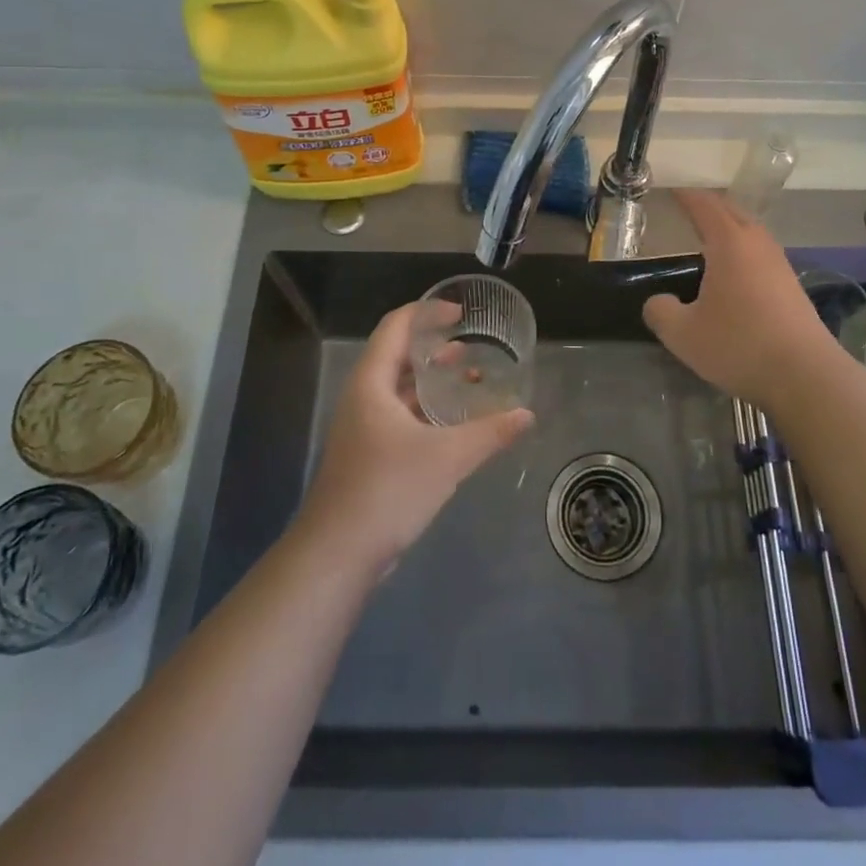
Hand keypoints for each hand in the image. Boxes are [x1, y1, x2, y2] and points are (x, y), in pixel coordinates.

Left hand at [297, 302, 533, 573]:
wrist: (337, 554)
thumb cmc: (387, 490)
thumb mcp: (447, 458)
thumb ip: (489, 433)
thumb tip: (527, 415)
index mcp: (372, 383)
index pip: (396, 327)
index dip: (426, 311)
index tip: (460, 312)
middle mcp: (363, 398)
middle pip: (397, 355)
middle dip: (434, 346)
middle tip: (470, 344)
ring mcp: (363, 428)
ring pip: (400, 389)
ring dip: (432, 380)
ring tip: (470, 378)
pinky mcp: (368, 454)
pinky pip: (400, 416)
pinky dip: (427, 409)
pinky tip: (454, 424)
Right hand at [642, 189, 844, 413]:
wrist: (806, 376)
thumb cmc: (739, 345)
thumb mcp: (683, 334)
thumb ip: (661, 312)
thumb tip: (657, 303)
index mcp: (730, 243)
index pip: (704, 205)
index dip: (685, 194)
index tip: (669, 188)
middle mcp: (757, 244)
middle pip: (732, 211)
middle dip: (708, 205)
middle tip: (685, 208)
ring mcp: (780, 264)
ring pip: (750, 232)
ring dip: (729, 227)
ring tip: (707, 237)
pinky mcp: (791, 287)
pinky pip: (760, 254)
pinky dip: (742, 250)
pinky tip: (733, 272)